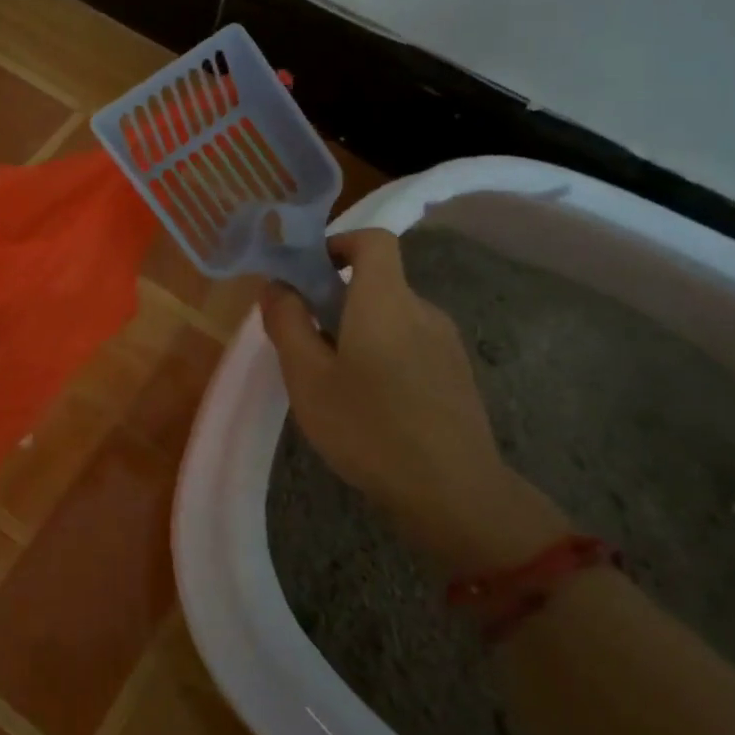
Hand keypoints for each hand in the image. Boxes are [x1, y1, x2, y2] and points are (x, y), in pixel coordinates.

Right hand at [260, 229, 566, 573]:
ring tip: (334, 380)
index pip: (372, 240)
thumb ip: (287, 323)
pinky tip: (370, 403)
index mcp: (386, 300)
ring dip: (360, 330)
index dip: (338, 243)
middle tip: (306, 340)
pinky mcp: (457, 374)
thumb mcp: (307, 377)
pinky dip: (384, 353)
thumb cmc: (368, 428)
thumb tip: (277, 286)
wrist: (454, 494)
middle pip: (379, 282)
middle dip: (338, 298)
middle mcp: (422, 310)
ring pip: (393, 317)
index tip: (309, 273)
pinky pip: (412, 344)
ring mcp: (446, 343)